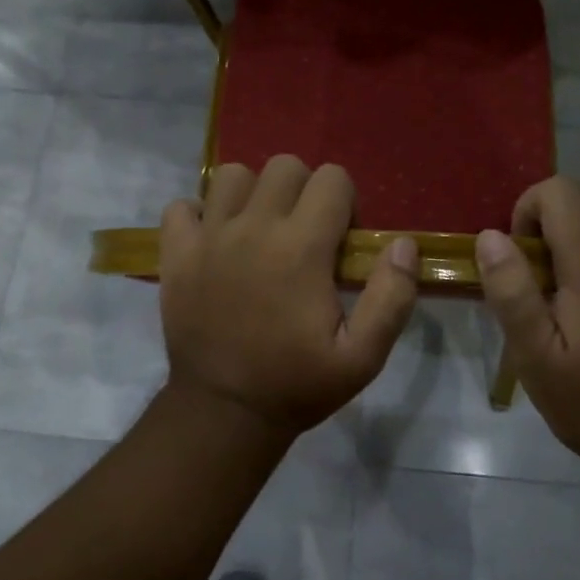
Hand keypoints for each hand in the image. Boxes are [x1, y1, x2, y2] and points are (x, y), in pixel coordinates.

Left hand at [159, 156, 419, 437]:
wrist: (223, 413)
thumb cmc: (297, 385)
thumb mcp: (362, 357)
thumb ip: (391, 297)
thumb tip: (403, 244)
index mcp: (301, 247)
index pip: (332, 178)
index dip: (345, 203)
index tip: (340, 242)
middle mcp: (253, 228)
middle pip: (284, 166)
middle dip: (303, 190)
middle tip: (303, 234)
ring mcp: (208, 237)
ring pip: (232, 176)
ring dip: (251, 194)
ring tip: (258, 231)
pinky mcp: (176, 253)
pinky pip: (181, 206)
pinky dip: (198, 215)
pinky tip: (214, 241)